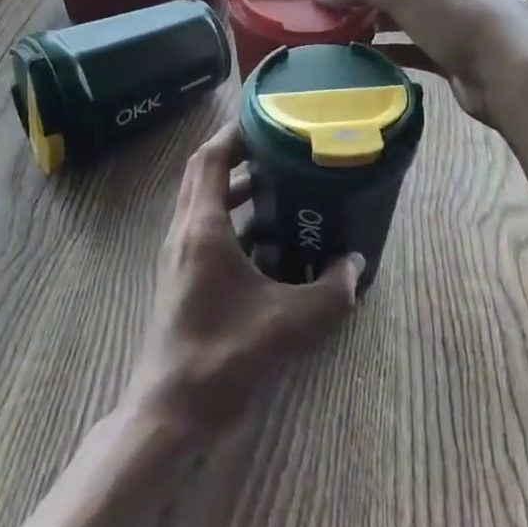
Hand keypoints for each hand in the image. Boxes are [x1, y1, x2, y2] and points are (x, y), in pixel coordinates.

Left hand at [123, 125, 361, 440]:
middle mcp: (184, 231)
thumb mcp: (289, 323)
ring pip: (202, 201)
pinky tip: (266, 240)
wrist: (171, 408)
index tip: (267, 118)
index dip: (236, 133)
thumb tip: (357, 264)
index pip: (212, 158)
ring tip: (277, 184)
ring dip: (234, 187)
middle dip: (237, 153)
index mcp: (203, 227)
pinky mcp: (181, 275)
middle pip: (204, 173)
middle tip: (277, 145)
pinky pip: (204, 228)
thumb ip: (330, 293)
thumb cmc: (224, 355)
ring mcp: (178, 254)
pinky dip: (231, 219)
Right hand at [314, 0, 527, 124]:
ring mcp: (451, 23)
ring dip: (375, 23)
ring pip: (404, 18)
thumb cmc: (456, 16)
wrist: (511, 69)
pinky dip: (390, 52)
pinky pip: (414, 50)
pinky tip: (368, 60)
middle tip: (327, 8)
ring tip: (340, 34)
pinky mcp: (453, 57)